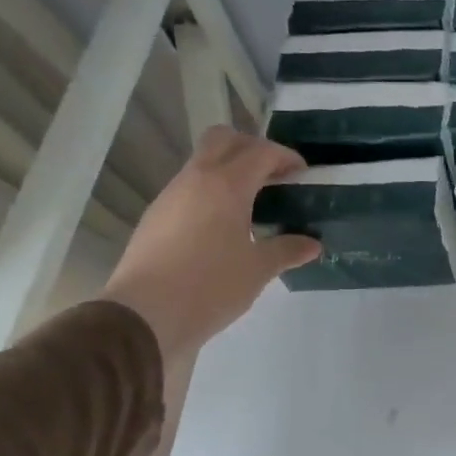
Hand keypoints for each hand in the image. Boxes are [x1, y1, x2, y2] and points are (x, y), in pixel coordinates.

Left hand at [99, 127, 319, 358]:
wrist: (143, 316)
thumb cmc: (210, 286)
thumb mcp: (258, 270)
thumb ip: (287, 250)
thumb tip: (313, 245)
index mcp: (226, 185)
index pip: (261, 152)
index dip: (285, 157)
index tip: (302, 174)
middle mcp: (195, 180)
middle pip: (223, 139)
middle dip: (252, 148)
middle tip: (273, 175)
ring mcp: (170, 196)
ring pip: (202, 162)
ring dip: (229, 170)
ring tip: (252, 203)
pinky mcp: (155, 217)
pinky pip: (189, 188)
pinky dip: (211, 192)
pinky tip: (223, 225)